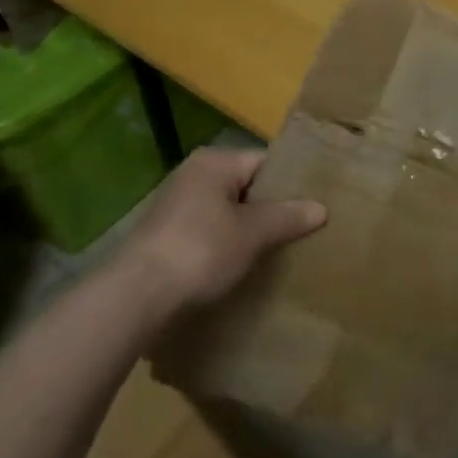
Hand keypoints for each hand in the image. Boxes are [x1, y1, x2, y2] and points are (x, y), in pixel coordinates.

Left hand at [116, 148, 326, 319]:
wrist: (136, 295)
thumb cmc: (200, 251)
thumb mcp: (252, 234)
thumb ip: (288, 217)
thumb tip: (321, 208)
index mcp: (215, 161)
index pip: (264, 162)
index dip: (290, 183)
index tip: (314, 205)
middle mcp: (194, 173)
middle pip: (246, 185)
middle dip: (271, 208)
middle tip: (302, 231)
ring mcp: (177, 203)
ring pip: (227, 210)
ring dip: (248, 228)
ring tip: (277, 250)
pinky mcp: (166, 233)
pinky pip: (209, 230)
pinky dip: (226, 243)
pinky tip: (241, 265)